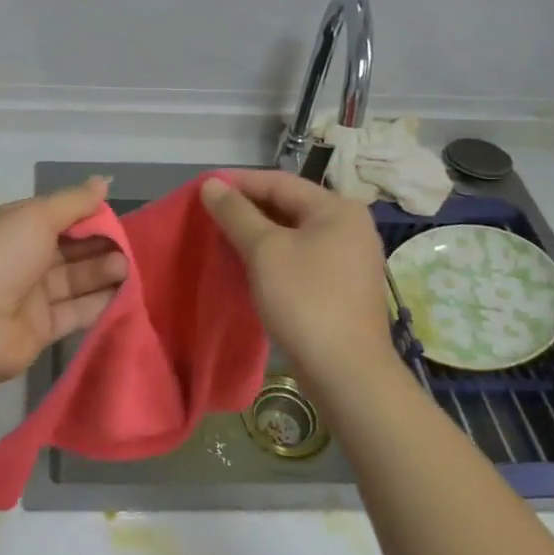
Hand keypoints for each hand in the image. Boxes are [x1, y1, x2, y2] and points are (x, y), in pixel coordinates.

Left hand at [0, 178, 127, 384]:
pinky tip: (125, 295)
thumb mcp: (35, 217)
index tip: (116, 217)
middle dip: (98, 245)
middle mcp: (20, 259)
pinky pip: (75, 312)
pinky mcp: (41, 329)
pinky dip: (98, 303)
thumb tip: (103, 181)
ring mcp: (30, 296)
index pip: (55, 217)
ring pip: (74, 281)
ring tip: (129, 268)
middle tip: (130, 247)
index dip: (85, 216)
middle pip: (68, 249)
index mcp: (11, 227)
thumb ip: (73, 202)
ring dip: (101, 273)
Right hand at [199, 170, 393, 380]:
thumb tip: (211, 184)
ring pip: (294, 233)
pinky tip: (248, 265)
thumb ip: (236, 213)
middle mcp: (350, 226)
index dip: (238, 182)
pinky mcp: (343, 286)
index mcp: (337, 209)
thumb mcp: (264, 251)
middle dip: (247, 209)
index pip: (279, 182)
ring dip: (258, 233)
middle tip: (209, 215)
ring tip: (221, 238)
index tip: (203, 188)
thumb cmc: (305, 301)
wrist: (346, 372)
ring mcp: (350, 258)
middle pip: (289, 205)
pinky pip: (302, 256)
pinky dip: (274, 255)